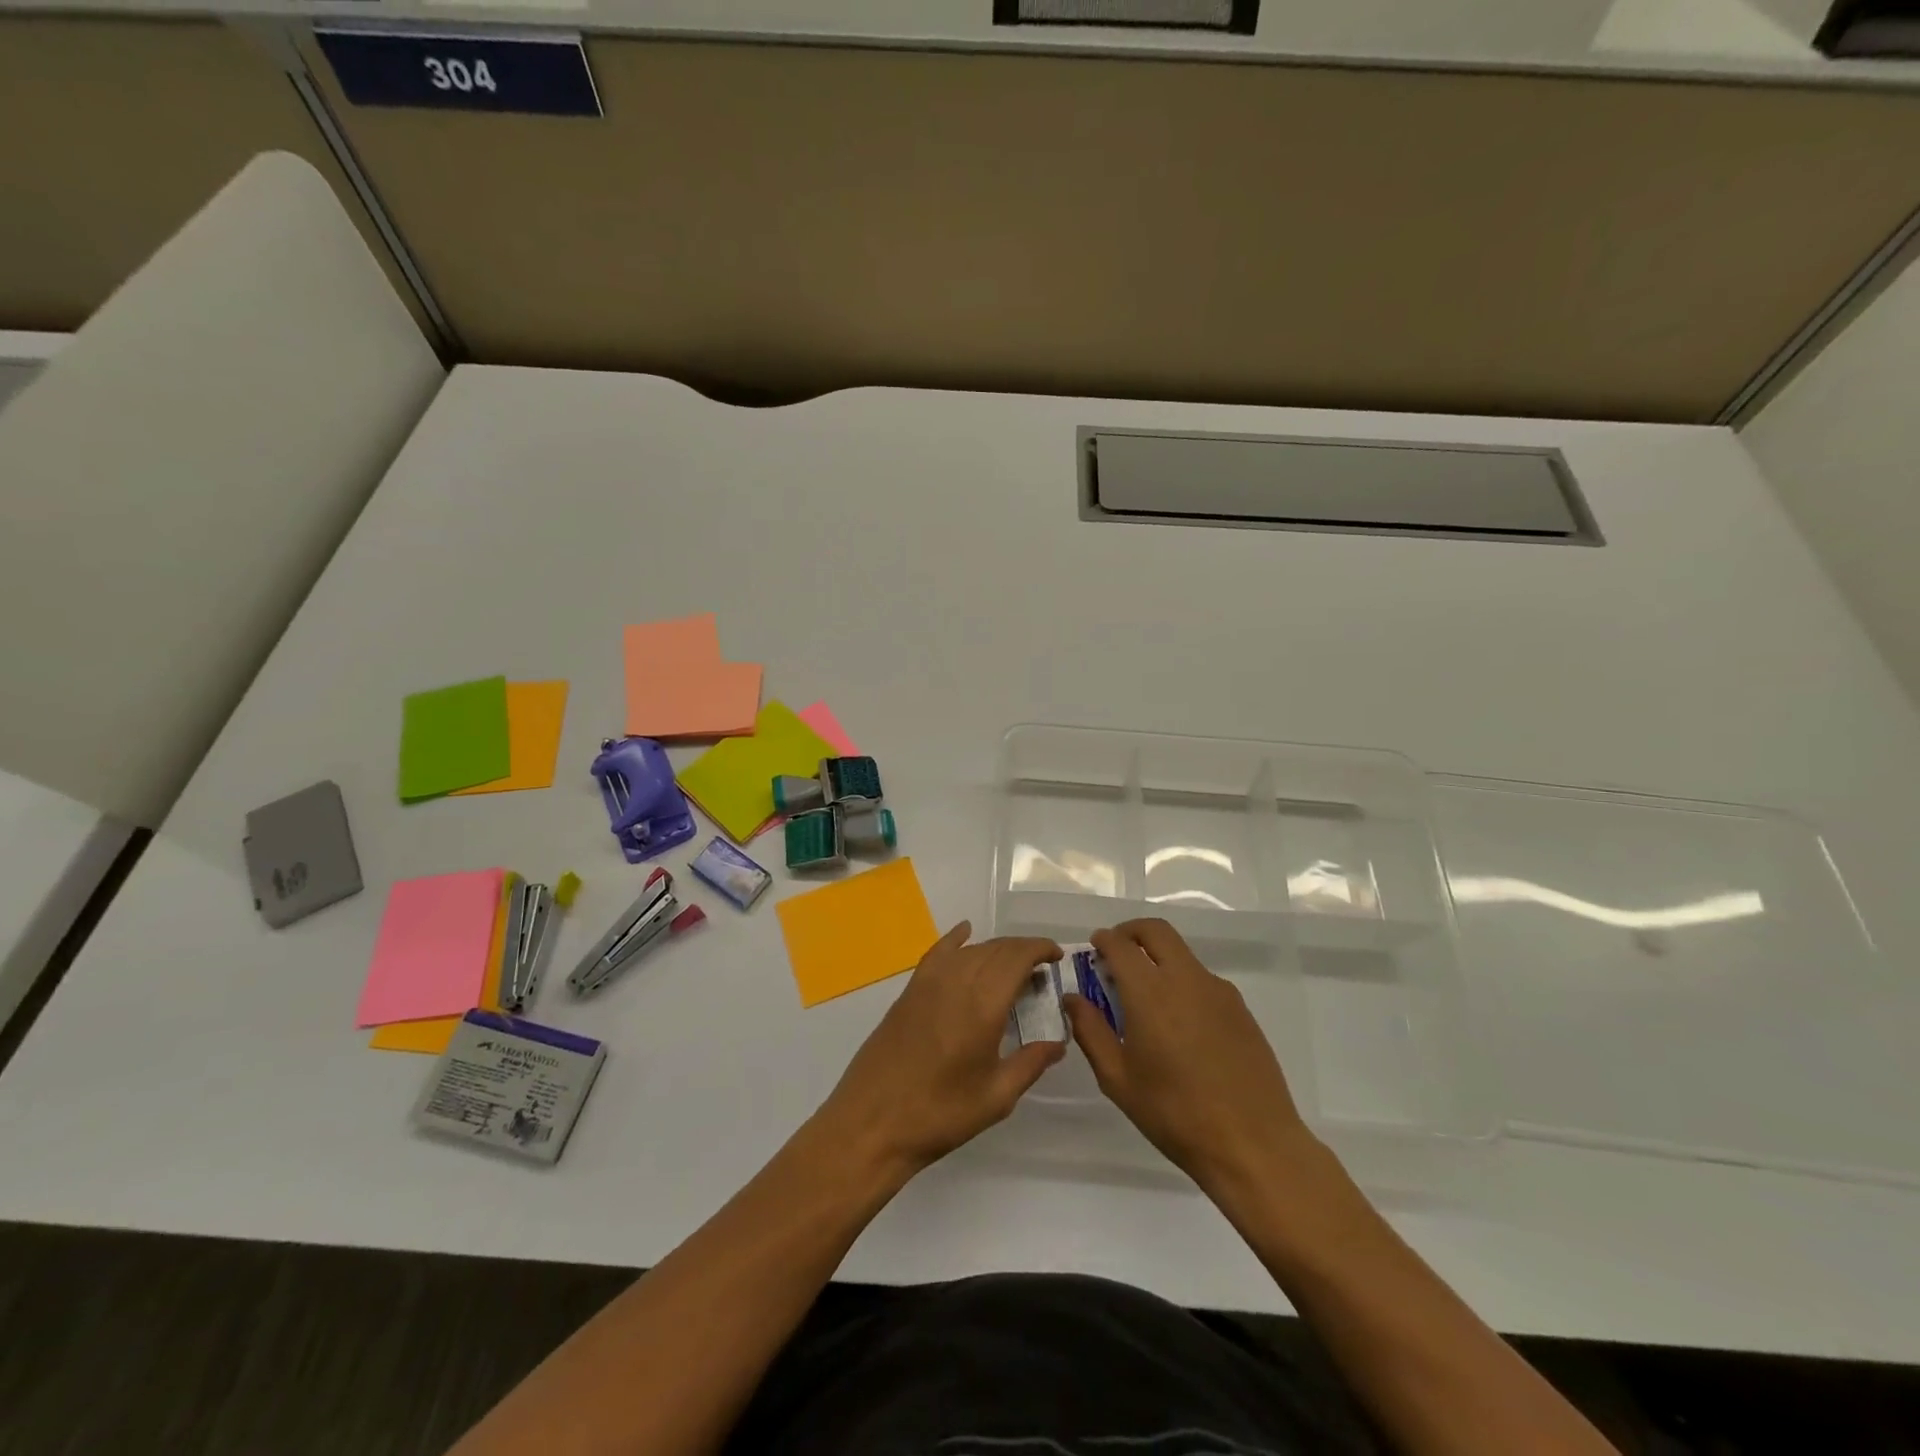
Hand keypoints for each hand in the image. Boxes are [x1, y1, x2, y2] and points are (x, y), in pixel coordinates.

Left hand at [813, 922, 1064, 1177]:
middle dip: (1022, 951)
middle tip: (1040, 970)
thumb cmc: (940, 1114)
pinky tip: (964, 932)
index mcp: (983, 1004)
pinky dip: (955, 939)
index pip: (1017, 958)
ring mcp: (928, 983)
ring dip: (995, 950)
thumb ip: (1031, 1063)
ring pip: (970, 949)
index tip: (1056, 957)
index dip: (1040, 949)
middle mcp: (957, 982)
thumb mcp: (996, 1097)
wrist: (872, 1122)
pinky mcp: (909, 991)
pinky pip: (938, 952)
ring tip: (1012, 967)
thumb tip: (1058, 1042)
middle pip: (995, 949)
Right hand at [1065, 918, 1320, 1196]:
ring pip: (1182, 953)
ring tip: (1145, 997)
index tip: (1093, 950)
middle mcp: (1186, 979)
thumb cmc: (1174, 1113)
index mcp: (1150, 992)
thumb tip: (1073, 999)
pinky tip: (1179, 1024)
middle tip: (1116, 954)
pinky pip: (1203, 979)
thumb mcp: (1118, 1078)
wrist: (1253, 1144)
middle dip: (1131, 932)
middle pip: (1156, 931)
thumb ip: (1090, 1031)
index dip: (1103, 940)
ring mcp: (1218, 991)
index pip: (1120, 944)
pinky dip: (1182, 982)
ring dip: (1158, 957)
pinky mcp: (1241, 1009)